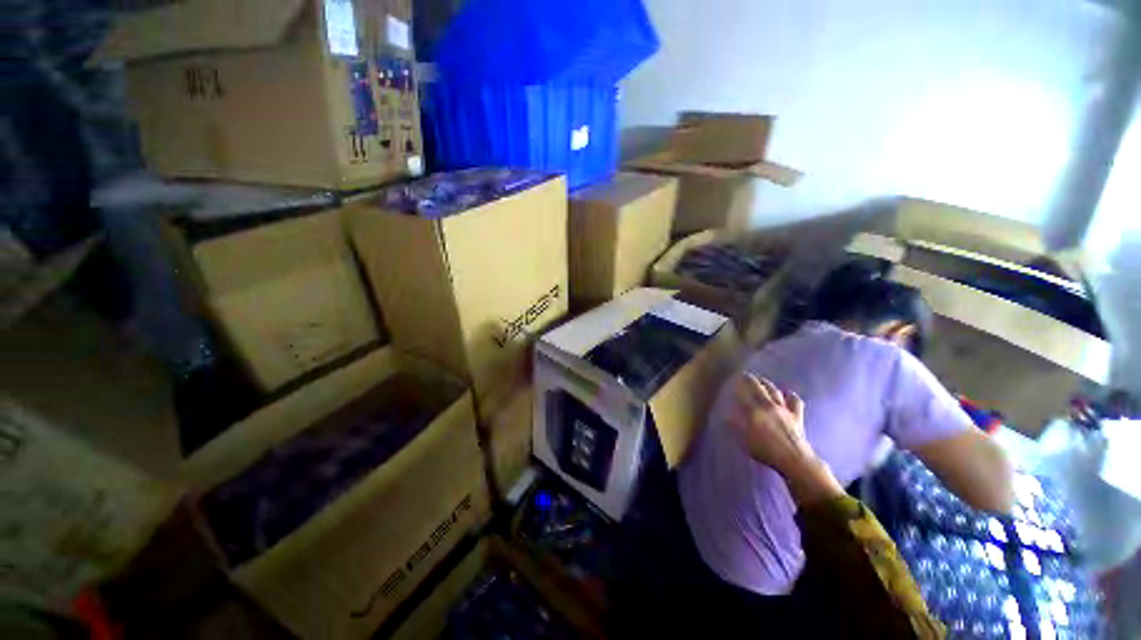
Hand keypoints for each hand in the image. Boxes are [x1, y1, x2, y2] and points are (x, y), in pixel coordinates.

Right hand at [728, 375, 844, 505]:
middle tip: (747, 376)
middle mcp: (769, 405)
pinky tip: (788, 393)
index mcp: (755, 410)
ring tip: (763, 381)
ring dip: (768, 384)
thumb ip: (735, 426)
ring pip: (776, 391)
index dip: (739, 382)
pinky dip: (790, 395)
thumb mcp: (744, 440)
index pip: (745, 391)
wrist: (794, 460)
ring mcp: (784, 410)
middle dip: (753, 379)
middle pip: (760, 387)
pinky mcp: (797, 416)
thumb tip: (724, 417)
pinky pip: (795, 401)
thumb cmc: (765, 451)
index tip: (735, 377)